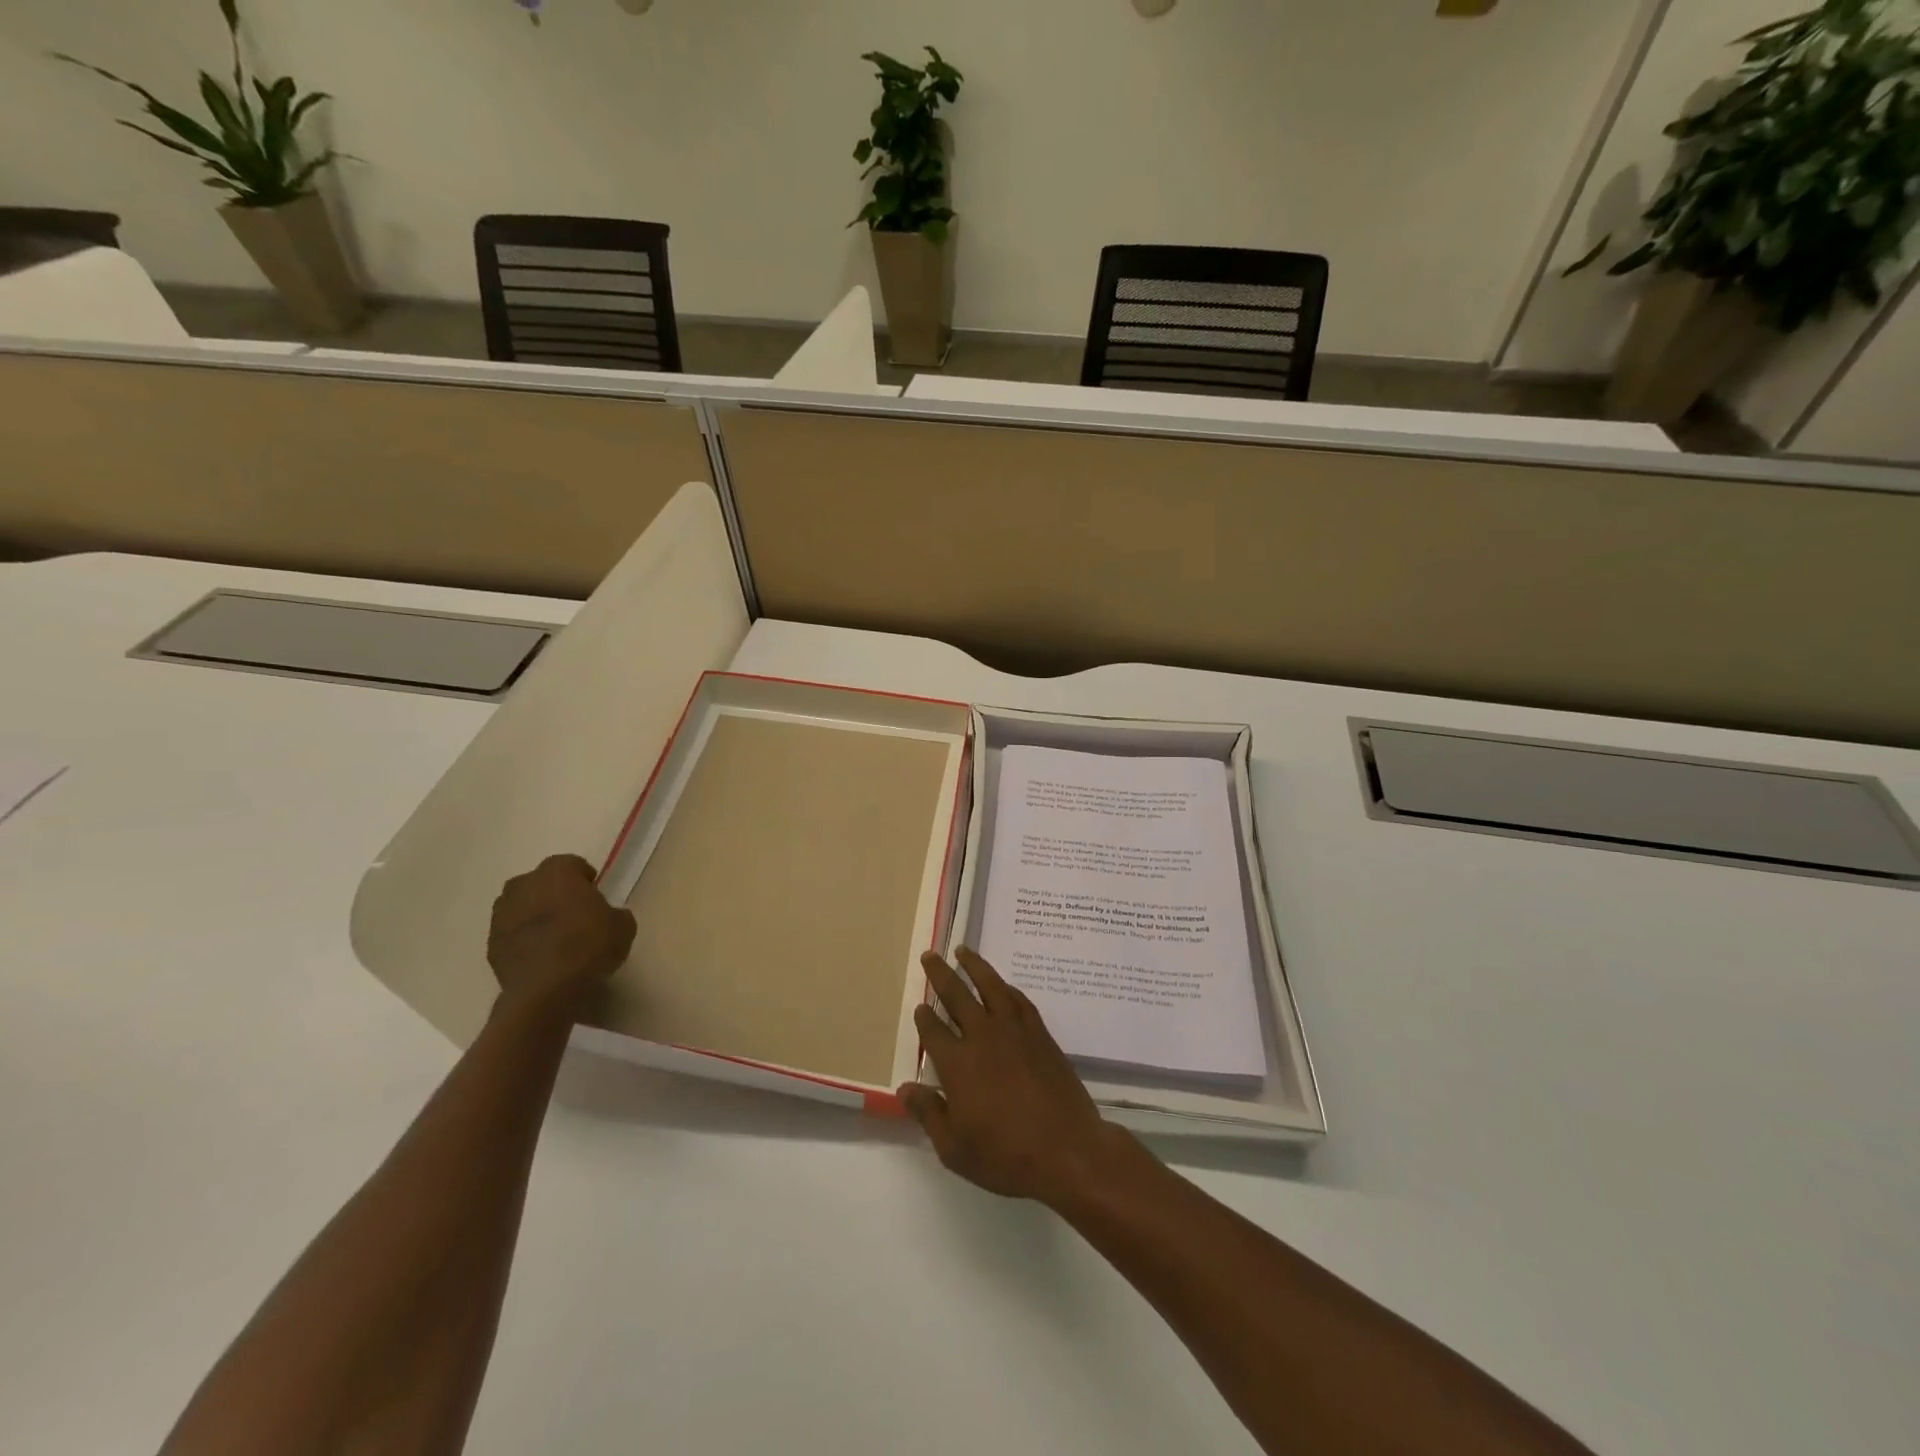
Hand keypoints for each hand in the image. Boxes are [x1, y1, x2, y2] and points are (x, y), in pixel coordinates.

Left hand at [487, 854, 635, 1018]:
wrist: (546, 991)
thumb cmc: (589, 946)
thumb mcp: (623, 926)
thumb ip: (614, 913)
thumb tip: (607, 916)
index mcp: (557, 872)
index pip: (572, 864)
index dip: (585, 879)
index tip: (595, 896)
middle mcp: (524, 885)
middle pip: (541, 882)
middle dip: (555, 893)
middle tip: (575, 914)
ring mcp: (501, 915)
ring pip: (521, 906)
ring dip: (535, 915)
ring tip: (555, 937)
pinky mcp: (490, 944)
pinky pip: (512, 934)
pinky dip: (523, 940)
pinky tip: (541, 957)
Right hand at [899, 948, 1134, 1209]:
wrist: (1068, 1150)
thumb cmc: (1007, 1156)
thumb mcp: (955, 1149)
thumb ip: (928, 1114)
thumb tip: (904, 1088)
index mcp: (958, 1064)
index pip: (933, 1032)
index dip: (924, 1018)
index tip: (919, 1007)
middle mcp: (983, 1037)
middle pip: (957, 996)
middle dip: (940, 975)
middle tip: (930, 955)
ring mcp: (1015, 1031)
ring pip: (990, 986)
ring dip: (974, 966)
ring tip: (962, 950)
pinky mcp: (1040, 1034)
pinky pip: (1019, 1000)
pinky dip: (1006, 987)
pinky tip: (1001, 985)